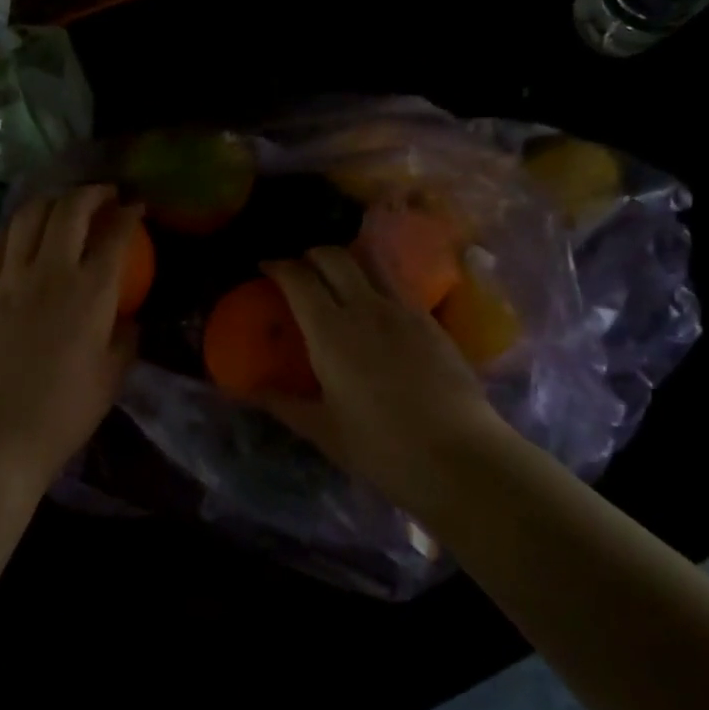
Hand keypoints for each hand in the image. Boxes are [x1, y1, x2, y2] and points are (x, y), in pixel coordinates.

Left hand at [0, 185, 139, 485]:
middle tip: (105, 195)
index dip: (129, 214)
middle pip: (69, 211)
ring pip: (28, 218)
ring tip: (64, 203)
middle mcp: (50, 272)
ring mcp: (11, 280)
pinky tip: (22, 228)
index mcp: (90, 292)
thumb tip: (128, 319)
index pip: (114, 236)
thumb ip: (125, 338)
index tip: (137, 206)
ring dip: (50, 200)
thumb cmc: (66, 410)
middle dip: (91, 193)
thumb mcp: (112, 375)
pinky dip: (13, 226)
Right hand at [258, 247, 504, 515]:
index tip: (265, 267)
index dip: (278, 266)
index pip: (298, 278)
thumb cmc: (382, 447)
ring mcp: (404, 310)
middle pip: (334, 257)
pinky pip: (397, 285)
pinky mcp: (431, 321)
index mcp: (330, 332)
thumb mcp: (324, 430)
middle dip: (311, 254)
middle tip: (299, 269)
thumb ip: (284, 404)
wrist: (459, 455)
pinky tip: (375, 309)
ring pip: (370, 262)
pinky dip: (376, 282)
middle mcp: (365, 308)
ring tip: (337, 278)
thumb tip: (249, 391)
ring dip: (347, 260)